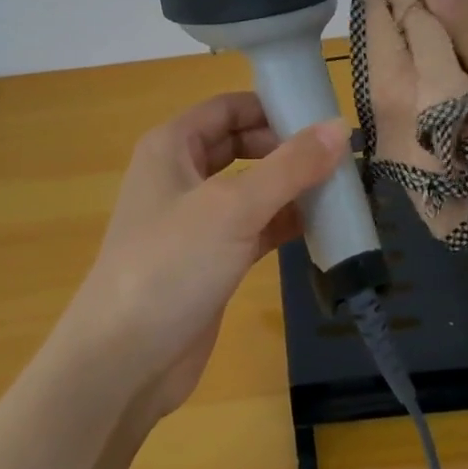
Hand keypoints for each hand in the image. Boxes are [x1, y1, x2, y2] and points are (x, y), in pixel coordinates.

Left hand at [55, 93, 346, 423]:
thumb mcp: (232, 207)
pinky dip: (286, 224)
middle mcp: (182, 175)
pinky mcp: (211, 260)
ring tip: (344, 189)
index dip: (272, 107)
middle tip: (340, 157)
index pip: (228, 108)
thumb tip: (339, 127)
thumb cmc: (170, 265)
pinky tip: (325, 228)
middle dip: (287, 149)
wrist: (123, 361)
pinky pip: (256, 228)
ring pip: (252, 189)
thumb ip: (289, 166)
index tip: (323, 116)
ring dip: (292, 188)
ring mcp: (196, 220)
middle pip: (242, 145)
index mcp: (172, 147)